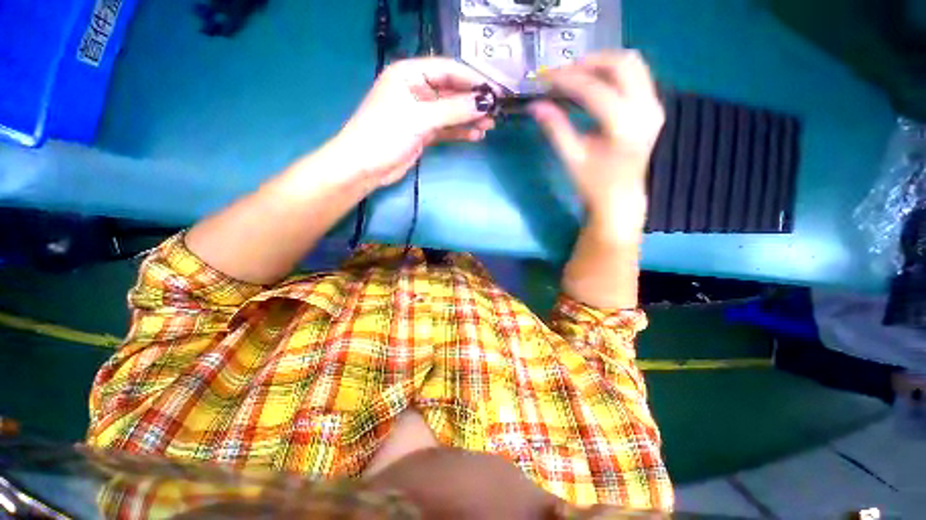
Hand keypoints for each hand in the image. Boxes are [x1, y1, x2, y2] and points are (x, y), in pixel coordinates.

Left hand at [332, 57, 496, 188]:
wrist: (364, 167)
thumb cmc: (385, 134)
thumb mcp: (420, 118)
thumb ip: (453, 110)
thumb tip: (484, 102)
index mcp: (409, 74)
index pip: (448, 70)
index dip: (472, 79)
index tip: (495, 92)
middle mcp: (416, 90)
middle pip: (451, 91)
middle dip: (473, 102)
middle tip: (495, 112)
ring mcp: (420, 113)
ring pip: (450, 112)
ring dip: (469, 118)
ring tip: (489, 126)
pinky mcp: (422, 132)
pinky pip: (446, 128)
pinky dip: (460, 131)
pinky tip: (475, 136)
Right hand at [529, 50, 663, 230]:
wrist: (620, 198)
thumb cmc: (594, 183)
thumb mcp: (572, 158)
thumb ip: (555, 128)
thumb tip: (534, 105)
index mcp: (623, 127)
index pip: (594, 89)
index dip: (567, 80)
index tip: (545, 78)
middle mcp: (646, 109)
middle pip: (622, 63)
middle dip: (588, 62)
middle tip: (562, 73)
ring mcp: (654, 106)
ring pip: (633, 63)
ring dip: (602, 63)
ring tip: (576, 74)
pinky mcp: (653, 107)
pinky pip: (637, 75)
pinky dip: (614, 72)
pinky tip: (595, 83)